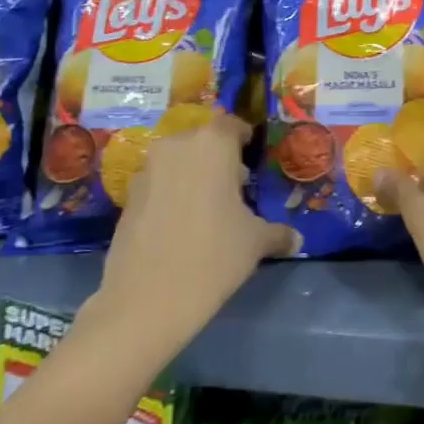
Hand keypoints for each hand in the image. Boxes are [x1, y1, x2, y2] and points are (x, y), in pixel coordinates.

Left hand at [89, 113, 298, 344]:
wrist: (148, 298)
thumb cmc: (214, 255)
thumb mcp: (256, 242)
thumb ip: (278, 233)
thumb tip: (296, 240)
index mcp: (212, 145)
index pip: (231, 125)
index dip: (244, 139)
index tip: (252, 157)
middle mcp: (175, 148)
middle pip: (201, 142)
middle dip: (218, 159)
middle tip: (235, 186)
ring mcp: (146, 172)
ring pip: (176, 163)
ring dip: (192, 176)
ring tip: (208, 208)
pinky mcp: (127, 198)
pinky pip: (158, 185)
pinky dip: (171, 195)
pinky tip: (182, 226)